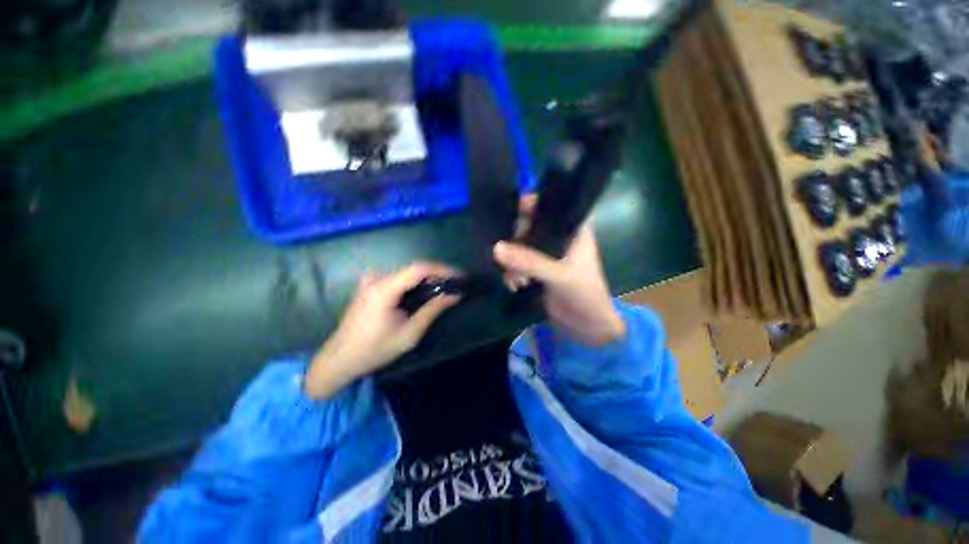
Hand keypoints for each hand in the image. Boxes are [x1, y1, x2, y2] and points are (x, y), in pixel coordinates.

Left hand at [304, 262, 460, 398]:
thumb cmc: (375, 350)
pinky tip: (423, 293)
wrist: (340, 359)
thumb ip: (433, 310)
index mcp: (384, 289)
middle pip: (414, 269)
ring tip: (444, 289)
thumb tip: (456, 294)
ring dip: (427, 279)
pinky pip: (398, 278)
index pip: (419, 268)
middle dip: (437, 275)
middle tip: (455, 285)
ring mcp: (371, 281)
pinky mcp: (369, 286)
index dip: (442, 269)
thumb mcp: (410, 333)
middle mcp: (377, 279)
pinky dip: (414, 283)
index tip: (460, 276)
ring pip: (407, 273)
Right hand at [493, 197, 625, 345]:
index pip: (549, 205)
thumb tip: (496, 248)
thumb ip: (531, 261)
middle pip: (529, 224)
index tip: (508, 214)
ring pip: (520, 244)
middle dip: (515, 240)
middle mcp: (559, 236)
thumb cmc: (584, 295)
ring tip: (514, 279)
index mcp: (573, 228)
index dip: (529, 204)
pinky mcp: (537, 268)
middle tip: (506, 255)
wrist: (587, 327)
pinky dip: (512, 271)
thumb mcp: (560, 275)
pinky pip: (518, 261)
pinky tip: (514, 284)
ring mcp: (547, 253)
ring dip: (512, 260)